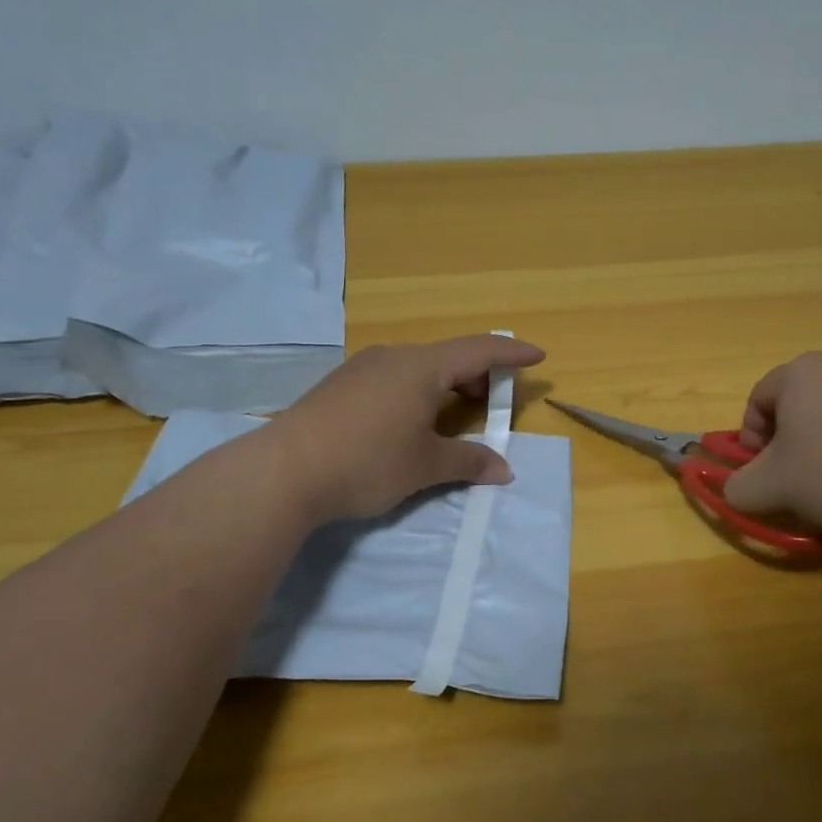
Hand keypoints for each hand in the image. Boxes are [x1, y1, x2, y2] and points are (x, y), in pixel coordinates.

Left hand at [265, 335, 545, 524]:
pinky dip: (418, 390)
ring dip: (446, 383)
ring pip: (419, 366)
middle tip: (493, 401)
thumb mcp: (425, 466)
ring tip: (455, 412)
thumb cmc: (367, 461)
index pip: (479, 350)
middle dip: (478, 374)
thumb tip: (504, 469)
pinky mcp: (341, 385)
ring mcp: (362, 368)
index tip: (537, 356)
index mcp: (422, 366)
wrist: (284, 472)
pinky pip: (394, 377)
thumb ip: (469, 462)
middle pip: (449, 356)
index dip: (512, 353)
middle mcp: (393, 357)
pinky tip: (411, 419)